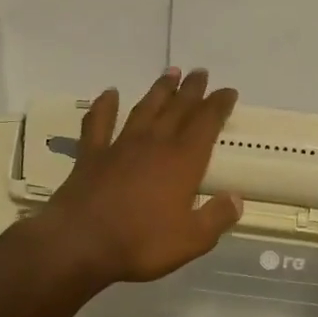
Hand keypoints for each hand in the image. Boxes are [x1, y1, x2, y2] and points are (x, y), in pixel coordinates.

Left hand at [40, 68, 243, 286]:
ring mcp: (120, 146)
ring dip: (159, 90)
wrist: (81, 244)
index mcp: (183, 162)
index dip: (219, 105)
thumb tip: (237, 199)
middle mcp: (154, 144)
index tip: (228, 91)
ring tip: (170, 73)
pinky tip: (110, 94)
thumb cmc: (142, 243)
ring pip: (144, 109)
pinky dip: (104, 106)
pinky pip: (98, 123)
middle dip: (191, 90)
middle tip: (200, 72)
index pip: (206, 123)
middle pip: (177, 109)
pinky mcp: (91, 155)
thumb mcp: (192, 240)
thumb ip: (217, 217)